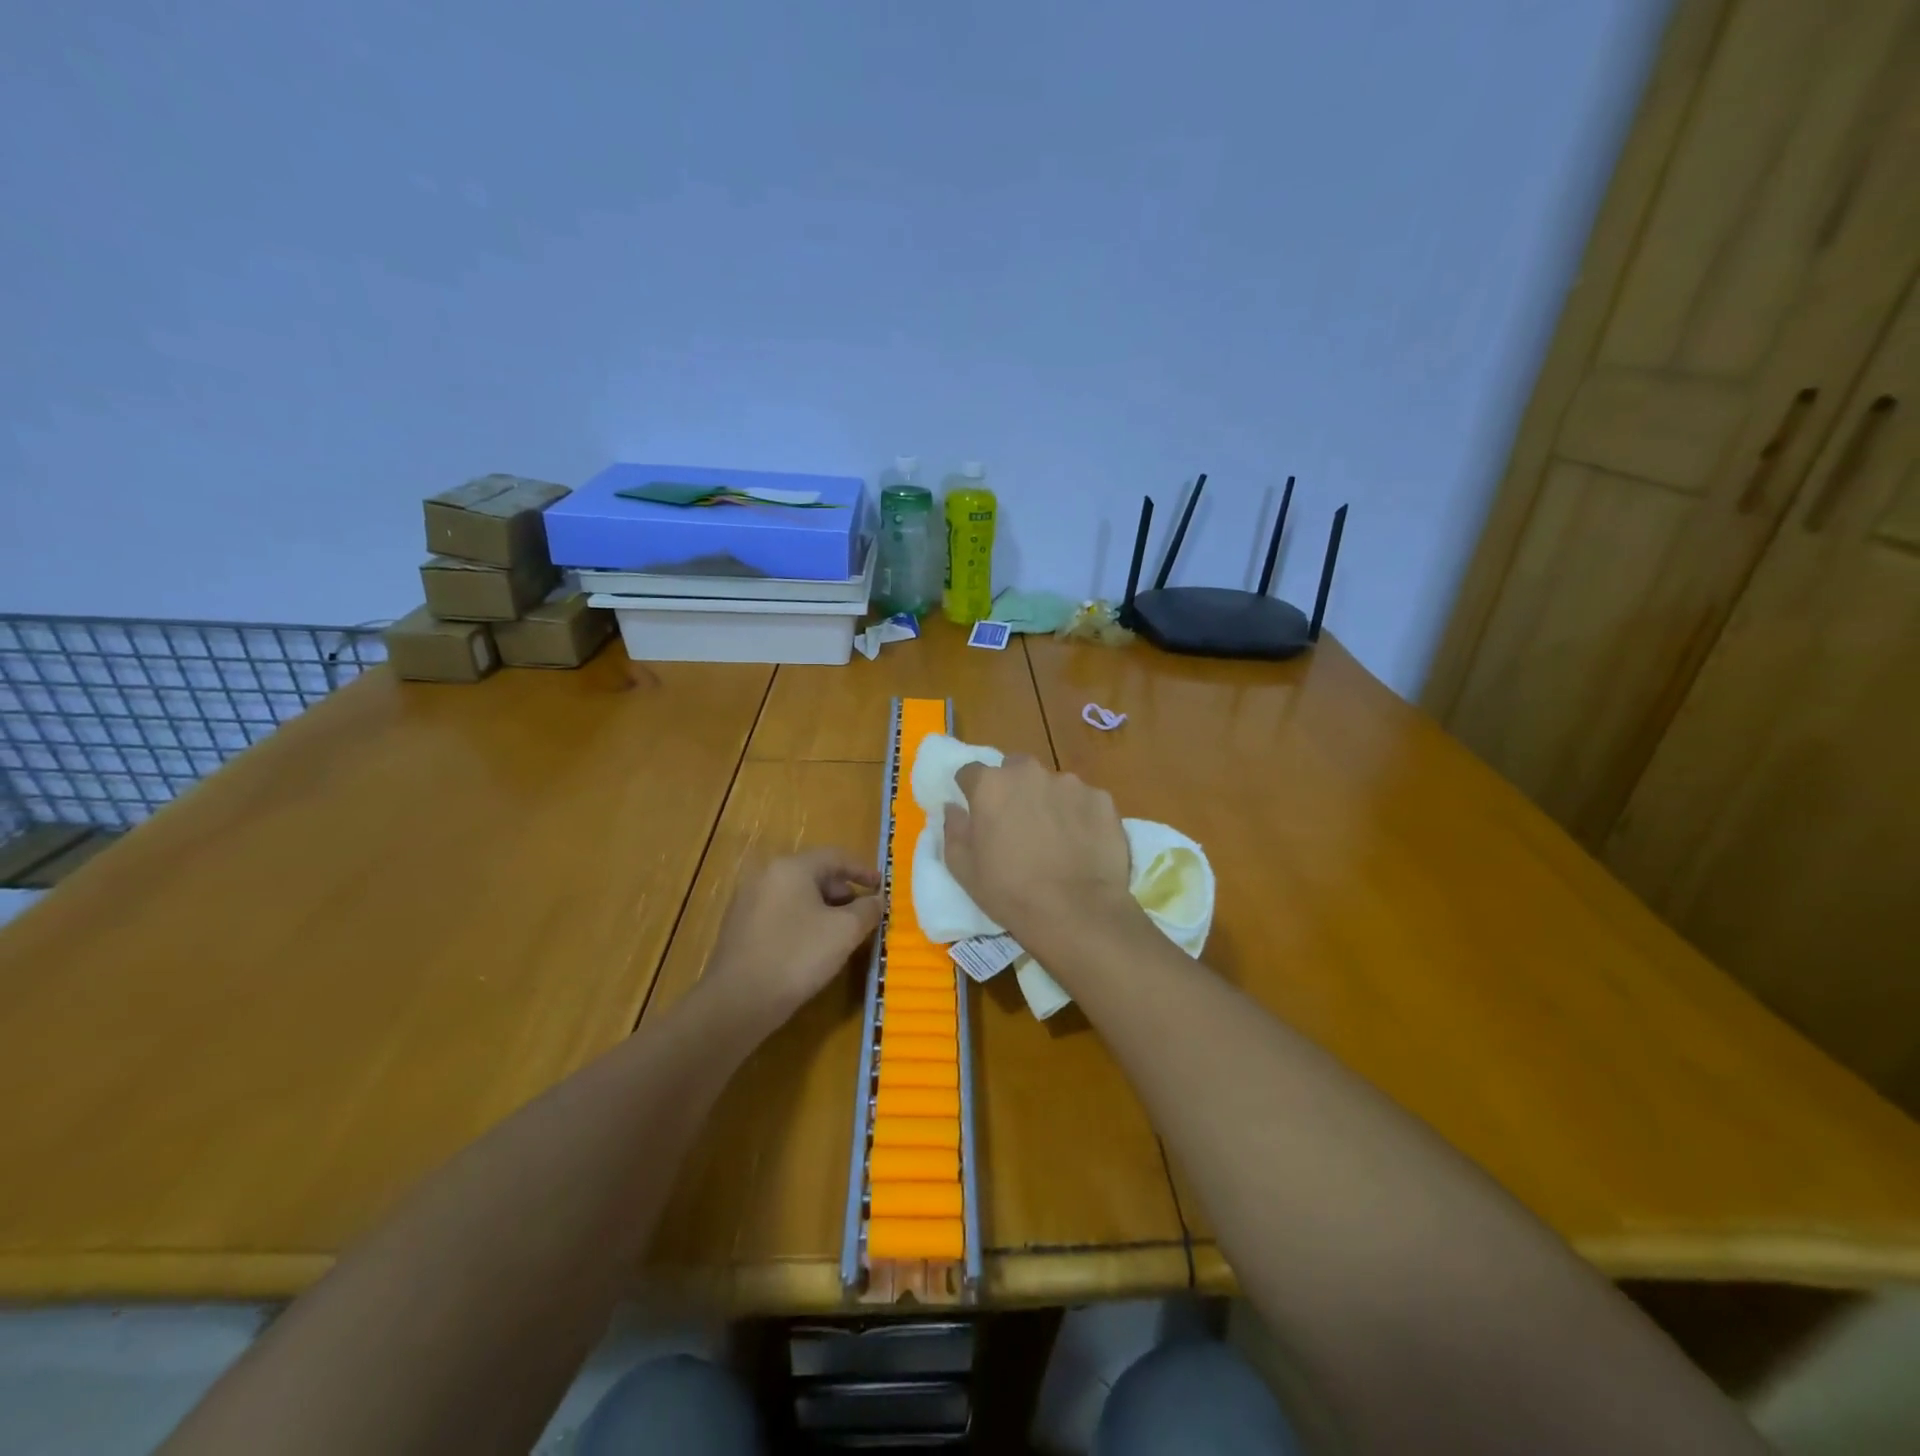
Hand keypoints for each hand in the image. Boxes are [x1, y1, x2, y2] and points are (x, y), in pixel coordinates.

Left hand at [706, 849, 881, 1023]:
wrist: (737, 1001)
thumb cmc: (797, 956)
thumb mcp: (845, 931)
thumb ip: (867, 910)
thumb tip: (877, 900)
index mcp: (791, 867)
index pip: (835, 857)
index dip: (862, 870)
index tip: (881, 887)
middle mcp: (766, 875)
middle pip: (814, 874)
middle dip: (843, 892)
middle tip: (863, 914)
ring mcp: (748, 901)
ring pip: (796, 895)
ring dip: (824, 908)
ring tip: (841, 933)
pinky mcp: (740, 926)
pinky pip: (780, 913)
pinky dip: (802, 920)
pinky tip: (812, 947)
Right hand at [944, 757, 1138, 952]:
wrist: (1076, 912)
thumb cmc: (1010, 892)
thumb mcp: (963, 869)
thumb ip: (954, 830)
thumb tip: (954, 808)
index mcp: (991, 785)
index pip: (971, 772)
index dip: (971, 790)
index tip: (976, 811)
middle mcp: (1029, 773)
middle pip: (1015, 769)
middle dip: (1013, 789)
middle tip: (1017, 823)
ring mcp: (1070, 783)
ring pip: (1052, 784)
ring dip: (1048, 801)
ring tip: (1055, 837)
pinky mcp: (1102, 799)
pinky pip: (1084, 801)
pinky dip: (1080, 815)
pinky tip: (1082, 844)